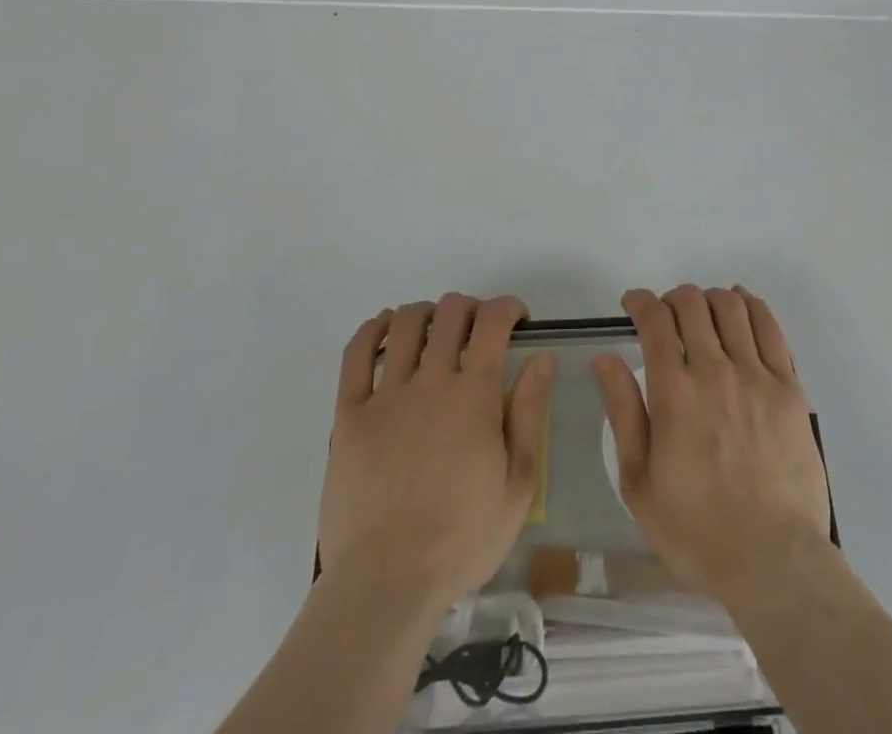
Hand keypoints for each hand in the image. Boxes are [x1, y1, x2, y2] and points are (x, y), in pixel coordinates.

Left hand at [320, 293, 555, 606]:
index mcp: (475, 395)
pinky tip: (385, 330)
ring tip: (434, 331)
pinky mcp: (348, 415)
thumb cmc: (462, 538)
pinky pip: (355, 354)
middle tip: (477, 331)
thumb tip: (542, 357)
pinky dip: (372, 330)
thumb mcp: (519, 484)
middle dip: (470, 308)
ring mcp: (385, 396)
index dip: (508, 307)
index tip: (516, 320)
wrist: (387, 582)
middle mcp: (431, 381)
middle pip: (450, 312)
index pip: (493, 322)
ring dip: (426, 313)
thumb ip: (531, 413)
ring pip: (404, 322)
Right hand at [594, 285, 831, 601]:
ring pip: (731, 307)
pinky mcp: (789, 388)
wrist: (773, 561)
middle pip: (692, 303)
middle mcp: (715, 371)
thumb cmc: (696, 529)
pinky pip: (770, 328)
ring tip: (701, 314)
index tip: (633, 304)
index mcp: (674, 392)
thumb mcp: (638, 481)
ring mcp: (756, 376)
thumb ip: (622, 411)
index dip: (640, 301)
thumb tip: (605, 358)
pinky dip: (751, 305)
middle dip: (672, 298)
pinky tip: (741, 305)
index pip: (655, 320)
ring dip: (709, 299)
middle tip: (666, 316)